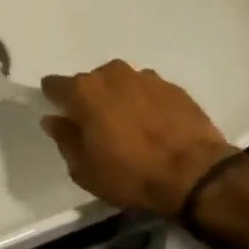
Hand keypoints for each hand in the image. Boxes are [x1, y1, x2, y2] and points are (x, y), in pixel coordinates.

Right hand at [40, 61, 237, 217]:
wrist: (195, 174)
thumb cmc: (130, 174)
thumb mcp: (84, 169)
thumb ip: (65, 139)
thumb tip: (54, 119)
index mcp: (85, 91)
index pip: (55, 85)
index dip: (54, 98)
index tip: (59, 114)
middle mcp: (112, 74)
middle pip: (91, 82)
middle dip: (90, 100)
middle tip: (97, 127)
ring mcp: (146, 77)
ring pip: (121, 84)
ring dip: (120, 100)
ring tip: (129, 128)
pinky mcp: (173, 87)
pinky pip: (148, 92)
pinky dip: (145, 104)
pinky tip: (154, 127)